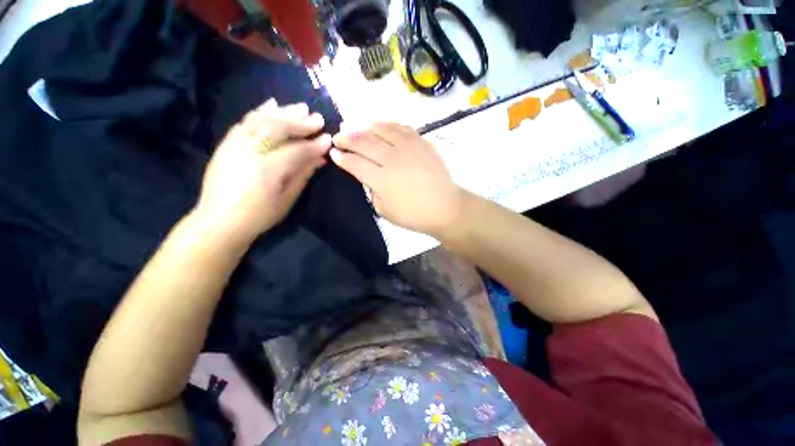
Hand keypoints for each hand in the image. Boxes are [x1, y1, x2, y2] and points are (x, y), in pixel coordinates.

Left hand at [195, 99, 330, 244]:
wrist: (219, 221)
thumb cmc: (259, 215)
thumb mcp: (287, 199)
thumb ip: (303, 175)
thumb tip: (320, 158)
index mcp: (267, 169)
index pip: (297, 150)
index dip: (314, 144)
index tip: (328, 138)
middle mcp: (249, 150)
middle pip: (278, 128)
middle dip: (300, 122)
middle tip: (317, 118)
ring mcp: (235, 144)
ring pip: (261, 119)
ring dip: (283, 112)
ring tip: (300, 107)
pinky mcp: (227, 143)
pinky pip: (245, 121)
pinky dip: (260, 111)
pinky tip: (272, 104)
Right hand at [331, 123, 463, 236]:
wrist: (445, 207)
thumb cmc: (414, 215)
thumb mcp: (385, 211)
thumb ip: (372, 191)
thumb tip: (367, 175)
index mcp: (382, 180)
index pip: (355, 163)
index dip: (342, 157)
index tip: (333, 152)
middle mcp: (393, 159)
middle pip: (364, 142)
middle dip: (346, 138)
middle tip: (338, 136)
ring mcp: (408, 147)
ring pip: (380, 129)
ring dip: (363, 126)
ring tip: (354, 127)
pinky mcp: (421, 142)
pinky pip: (400, 127)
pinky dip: (386, 124)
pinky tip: (379, 125)